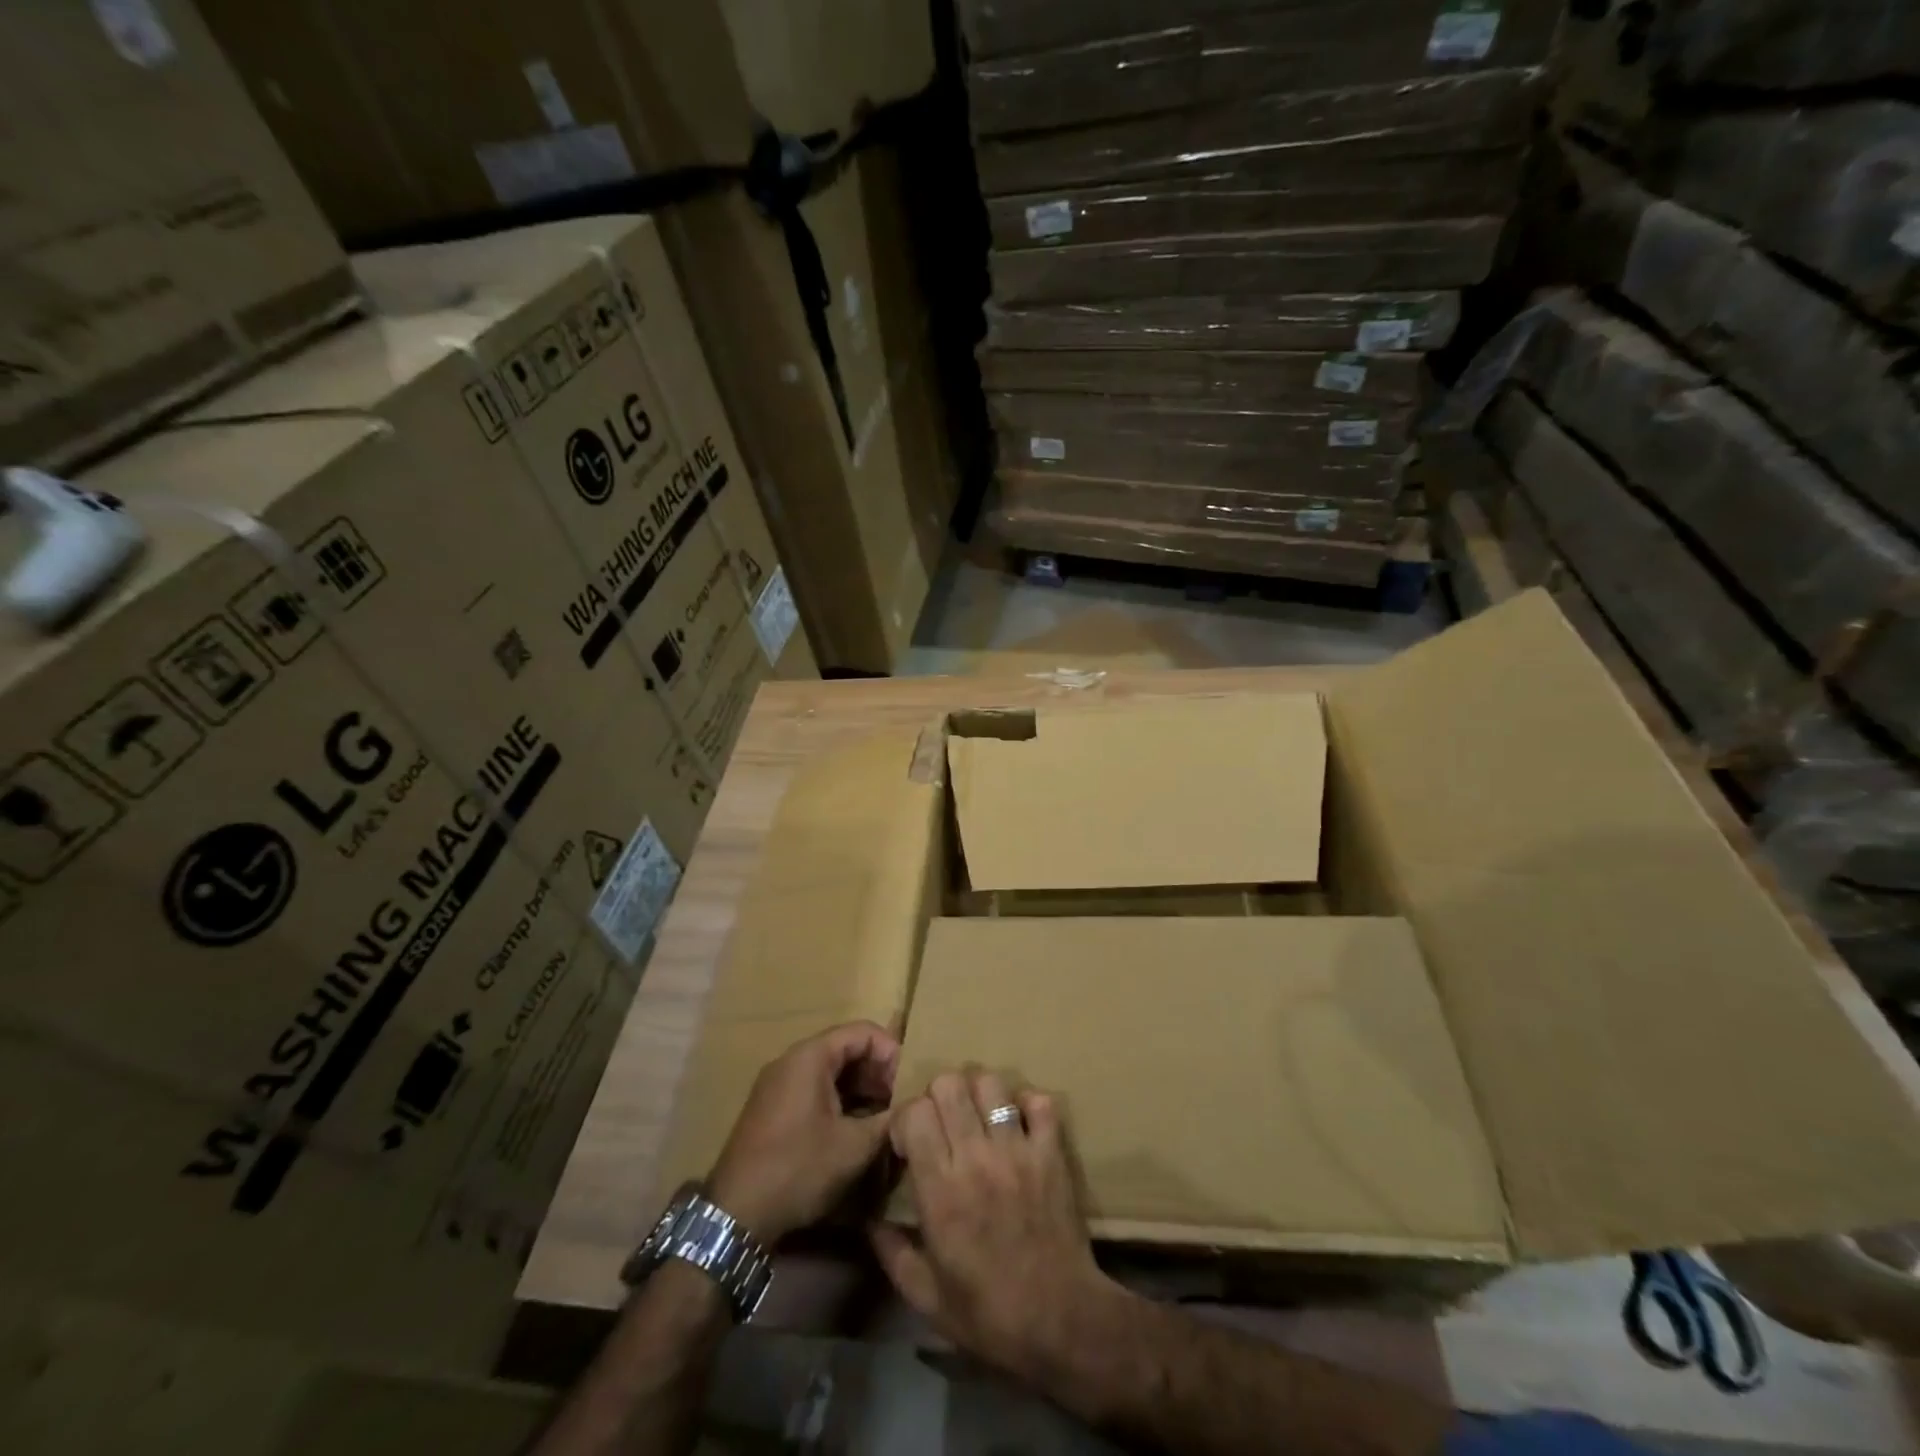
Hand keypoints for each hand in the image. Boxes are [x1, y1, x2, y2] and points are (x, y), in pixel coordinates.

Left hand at [708, 1021, 898, 1243]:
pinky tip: (853, 1130)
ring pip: (830, 1070)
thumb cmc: (797, 1169)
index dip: (891, 1052)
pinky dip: (838, 1100)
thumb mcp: (853, 1147)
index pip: (863, 1031)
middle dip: (877, 1072)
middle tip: (898, 1103)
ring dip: (860, 1089)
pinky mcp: (771, 1108)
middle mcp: (791, 1060)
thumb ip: (889, 1120)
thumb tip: (916, 1108)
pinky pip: (813, 1088)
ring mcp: (777, 1083)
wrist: (734, 1215)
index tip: (907, 1084)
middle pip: (845, 1048)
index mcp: (810, 1056)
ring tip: (881, 1118)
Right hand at [870, 1068, 1122, 1373]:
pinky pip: (1039, 1102)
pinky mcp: (1051, 1152)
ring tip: (979, 1118)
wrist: (1060, 1322)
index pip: (915, 1113)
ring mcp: (1017, 1150)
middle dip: (937, 1096)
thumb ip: (891, 1252)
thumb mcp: (926, 1297)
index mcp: (940, 1189)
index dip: (906, 1118)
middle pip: (949, 1084)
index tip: (909, 1141)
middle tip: (943, 1123)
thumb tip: (868, 1218)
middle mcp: (975, 1158)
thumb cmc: (988, 1313)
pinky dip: (1027, 1104)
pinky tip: (1020, 1124)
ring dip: (979, 1093)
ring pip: (991, 1083)